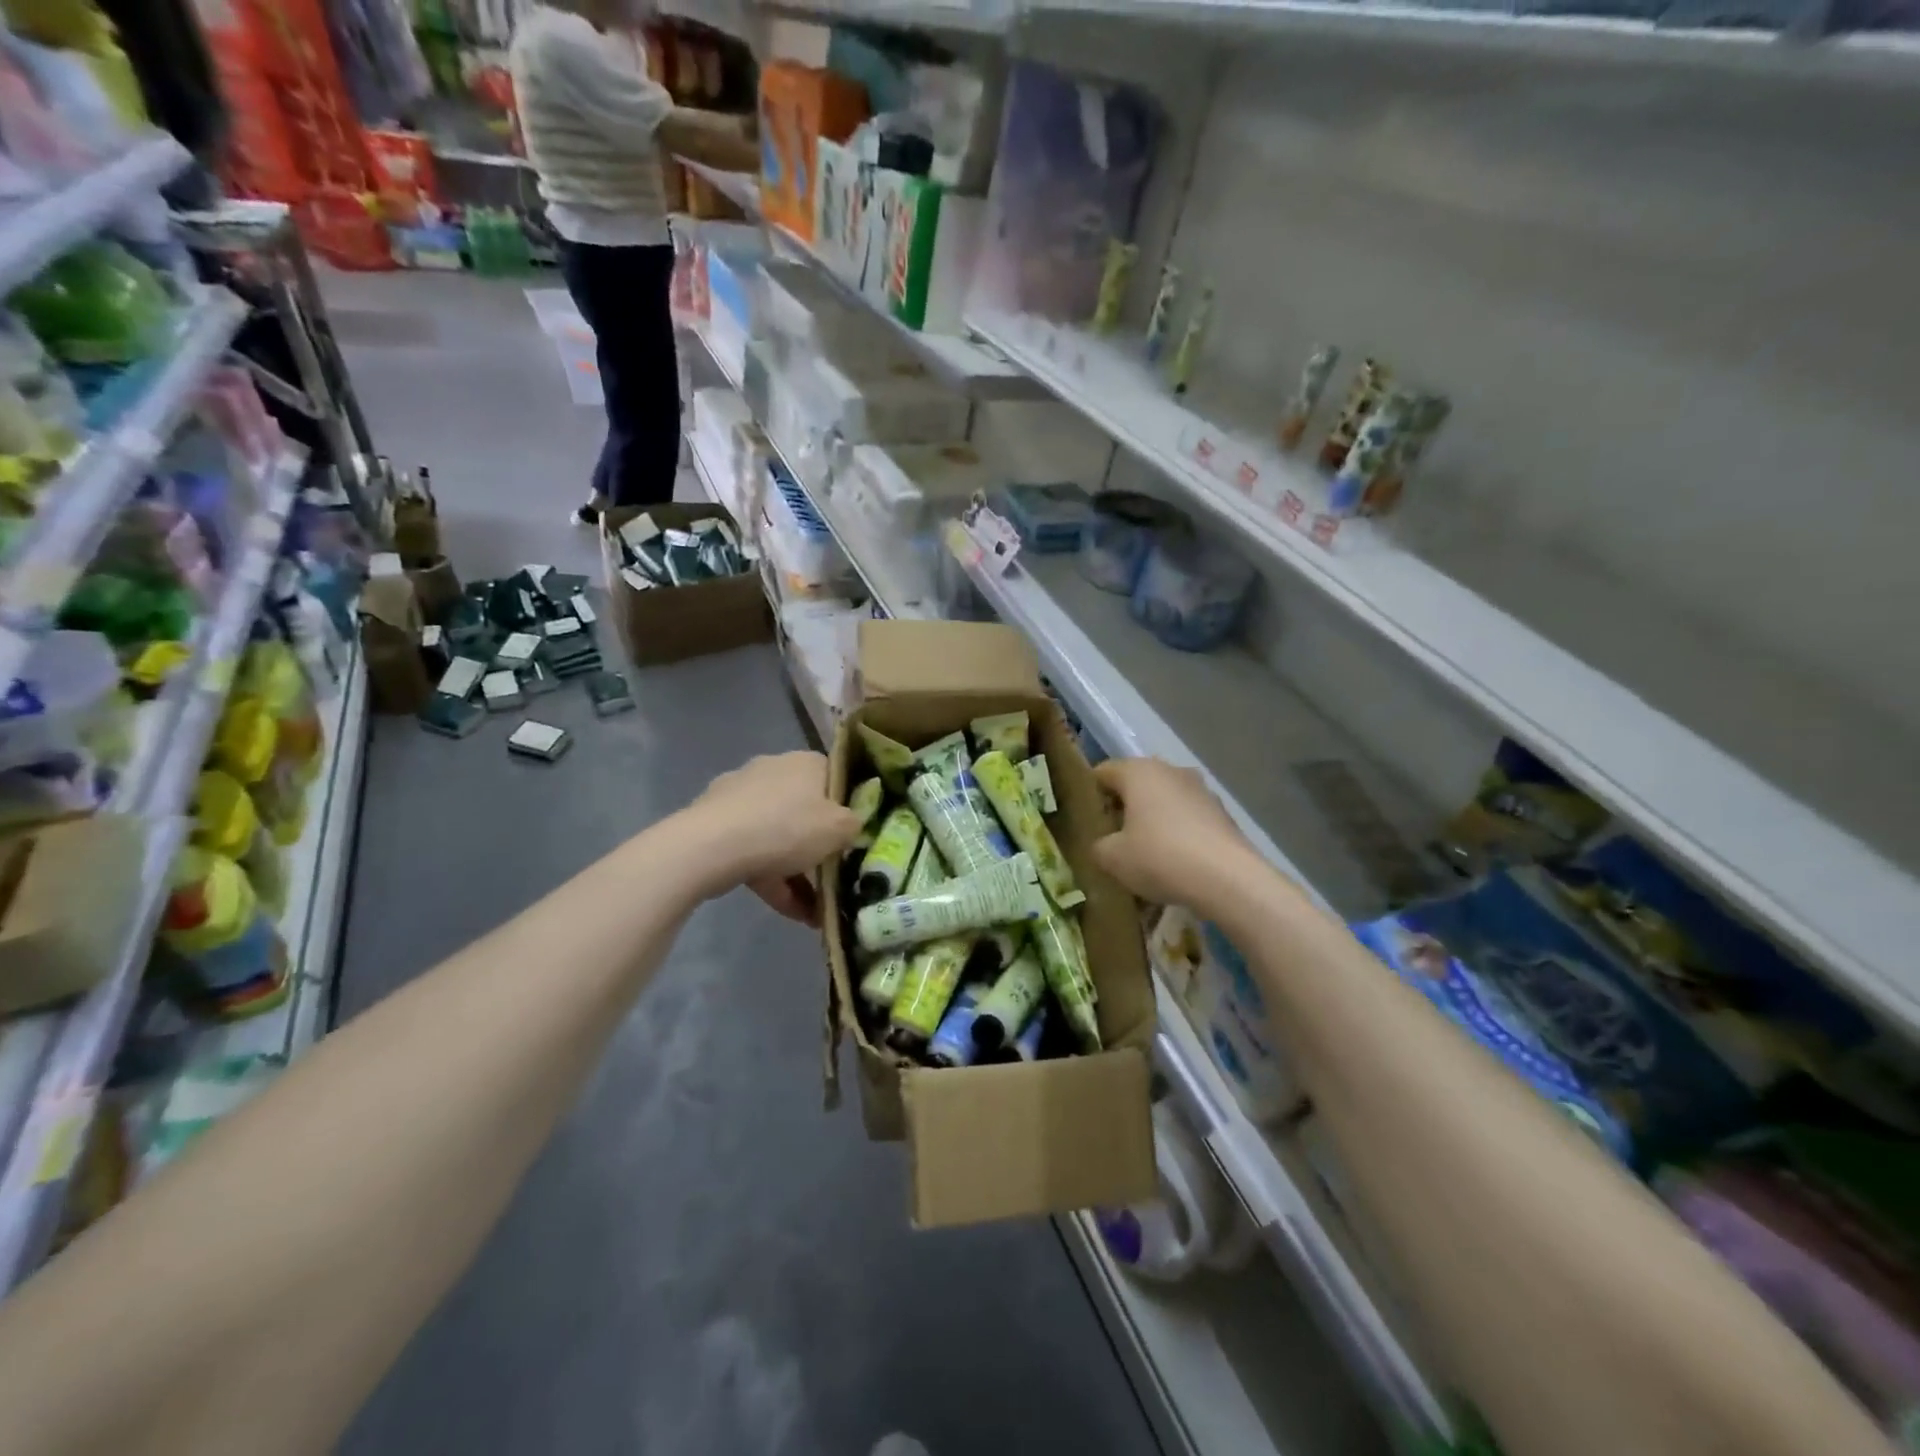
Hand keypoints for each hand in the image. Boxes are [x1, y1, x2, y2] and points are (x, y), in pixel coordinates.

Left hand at [680, 752, 863, 923]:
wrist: (712, 846)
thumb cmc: (788, 827)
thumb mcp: (840, 828)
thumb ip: (855, 824)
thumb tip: (854, 824)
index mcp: (805, 762)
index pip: (836, 779)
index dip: (848, 809)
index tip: (855, 839)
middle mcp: (773, 770)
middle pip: (806, 811)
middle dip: (820, 848)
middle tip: (834, 878)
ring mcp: (740, 797)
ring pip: (779, 836)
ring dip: (798, 873)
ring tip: (815, 913)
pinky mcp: (716, 824)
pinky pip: (755, 853)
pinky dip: (774, 880)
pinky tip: (792, 913)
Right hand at [1091, 758, 1255, 909]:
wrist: (1228, 879)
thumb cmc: (1159, 857)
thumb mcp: (1112, 858)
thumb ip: (1099, 846)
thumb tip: (1104, 844)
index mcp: (1138, 771)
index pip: (1103, 772)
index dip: (1091, 795)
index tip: (1088, 822)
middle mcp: (1171, 770)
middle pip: (1136, 784)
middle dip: (1124, 807)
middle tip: (1113, 838)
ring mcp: (1201, 789)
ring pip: (1165, 799)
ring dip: (1153, 819)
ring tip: (1146, 852)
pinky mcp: (1223, 813)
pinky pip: (1188, 818)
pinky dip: (1179, 833)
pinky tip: (1176, 862)